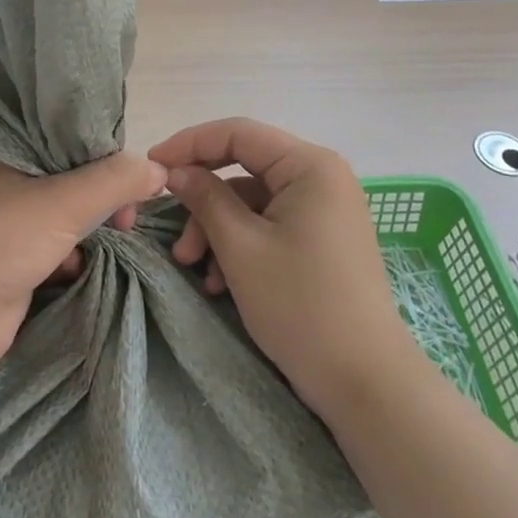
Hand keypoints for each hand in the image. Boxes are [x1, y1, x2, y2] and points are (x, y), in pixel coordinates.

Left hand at [0, 153, 166, 368]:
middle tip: (126, 217)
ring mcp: (12, 222)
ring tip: (112, 235)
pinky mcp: (17, 258)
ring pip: (68, 213)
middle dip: (104, 196)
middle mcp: (11, 181)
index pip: (70, 138)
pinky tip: (76, 265)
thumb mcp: (65, 201)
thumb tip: (161, 171)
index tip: (134, 177)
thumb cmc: (4, 241)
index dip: (106, 153)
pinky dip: (73, 253)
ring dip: (91, 225)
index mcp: (13, 153)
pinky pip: (58, 244)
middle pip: (74, 177)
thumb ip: (115, 181)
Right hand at [150, 118, 409, 416]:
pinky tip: (219, 282)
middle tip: (171, 228)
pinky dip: (240, 245)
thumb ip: (205, 198)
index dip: (189, 144)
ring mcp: (323, 210)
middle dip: (202, 200)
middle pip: (243, 168)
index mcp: (309, 165)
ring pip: (251, 201)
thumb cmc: (301, 305)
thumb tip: (175, 170)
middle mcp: (321, 177)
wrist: (366, 384)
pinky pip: (269, 225)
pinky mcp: (321, 239)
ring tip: (193, 268)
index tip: (151, 165)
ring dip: (216, 230)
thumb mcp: (241, 247)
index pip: (237, 133)